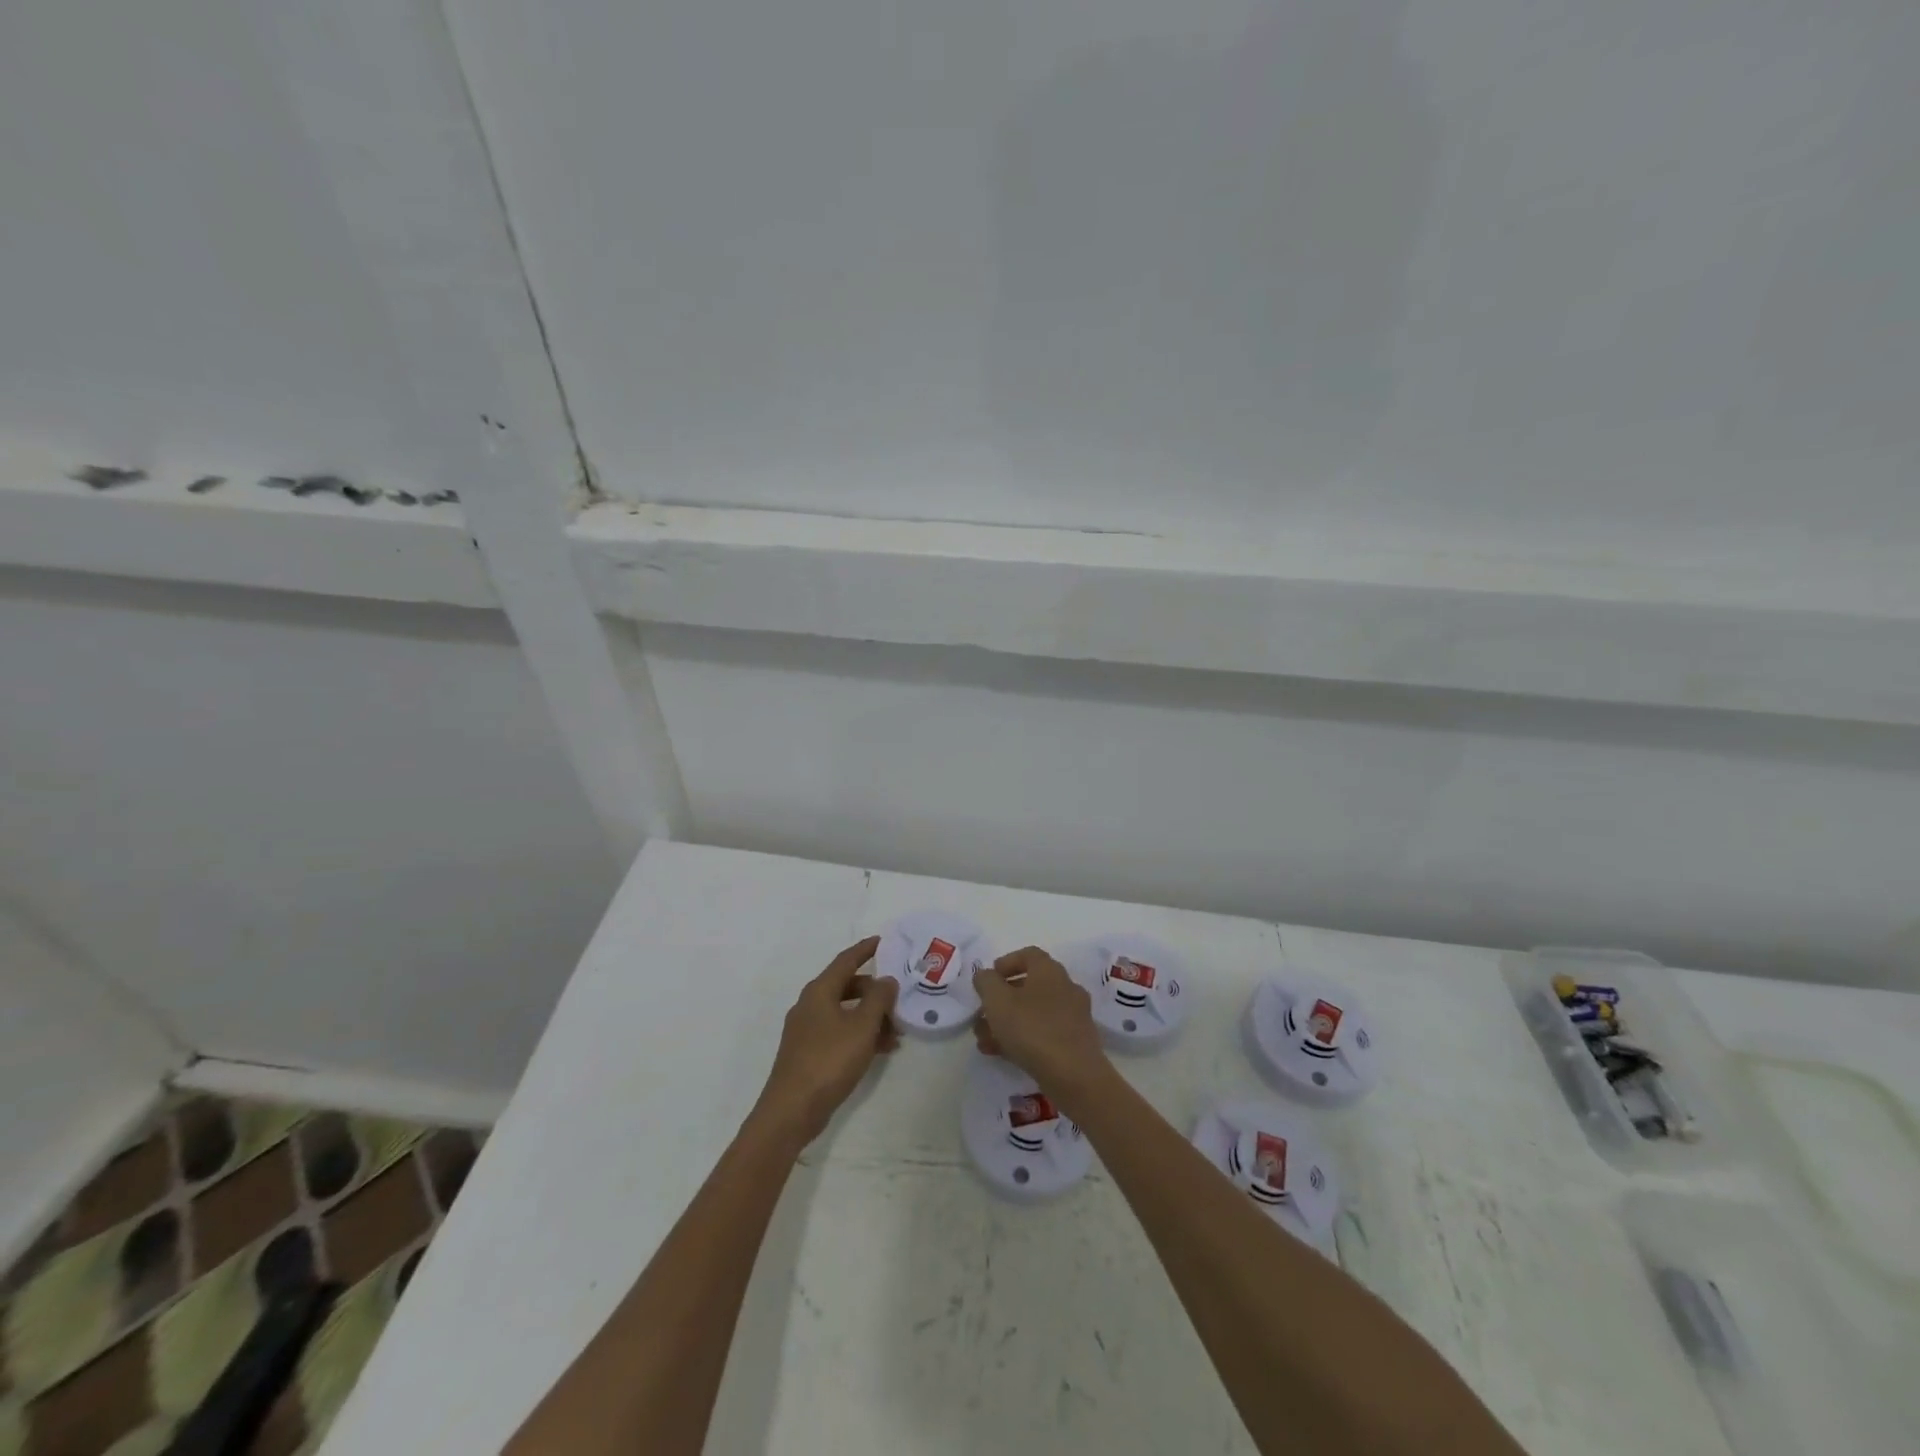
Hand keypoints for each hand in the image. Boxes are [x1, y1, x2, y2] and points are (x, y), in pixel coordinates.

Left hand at [751, 936, 898, 1145]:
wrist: (792, 1110)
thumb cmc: (829, 1060)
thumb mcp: (862, 1026)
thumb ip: (878, 999)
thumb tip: (886, 980)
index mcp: (819, 991)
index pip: (846, 960)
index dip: (865, 949)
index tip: (883, 941)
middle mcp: (810, 1005)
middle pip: (847, 987)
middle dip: (874, 992)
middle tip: (898, 1000)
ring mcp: (807, 1030)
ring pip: (845, 1012)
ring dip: (871, 1018)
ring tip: (896, 1034)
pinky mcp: (808, 1053)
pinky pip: (840, 1032)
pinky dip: (860, 1035)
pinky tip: (880, 1050)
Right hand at [972, 947, 1109, 1105]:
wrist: (1074, 1075)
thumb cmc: (1032, 1029)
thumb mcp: (997, 1001)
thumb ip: (986, 982)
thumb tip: (985, 975)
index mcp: (1049, 971)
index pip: (1028, 954)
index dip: (1006, 963)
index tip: (988, 979)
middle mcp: (1066, 987)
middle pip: (1029, 986)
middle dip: (1001, 1000)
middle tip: (982, 1014)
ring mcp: (1073, 1016)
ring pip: (1034, 1012)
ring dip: (1008, 1022)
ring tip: (984, 1040)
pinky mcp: (1075, 1042)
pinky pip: (1044, 1032)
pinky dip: (1023, 1038)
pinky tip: (1003, 1054)